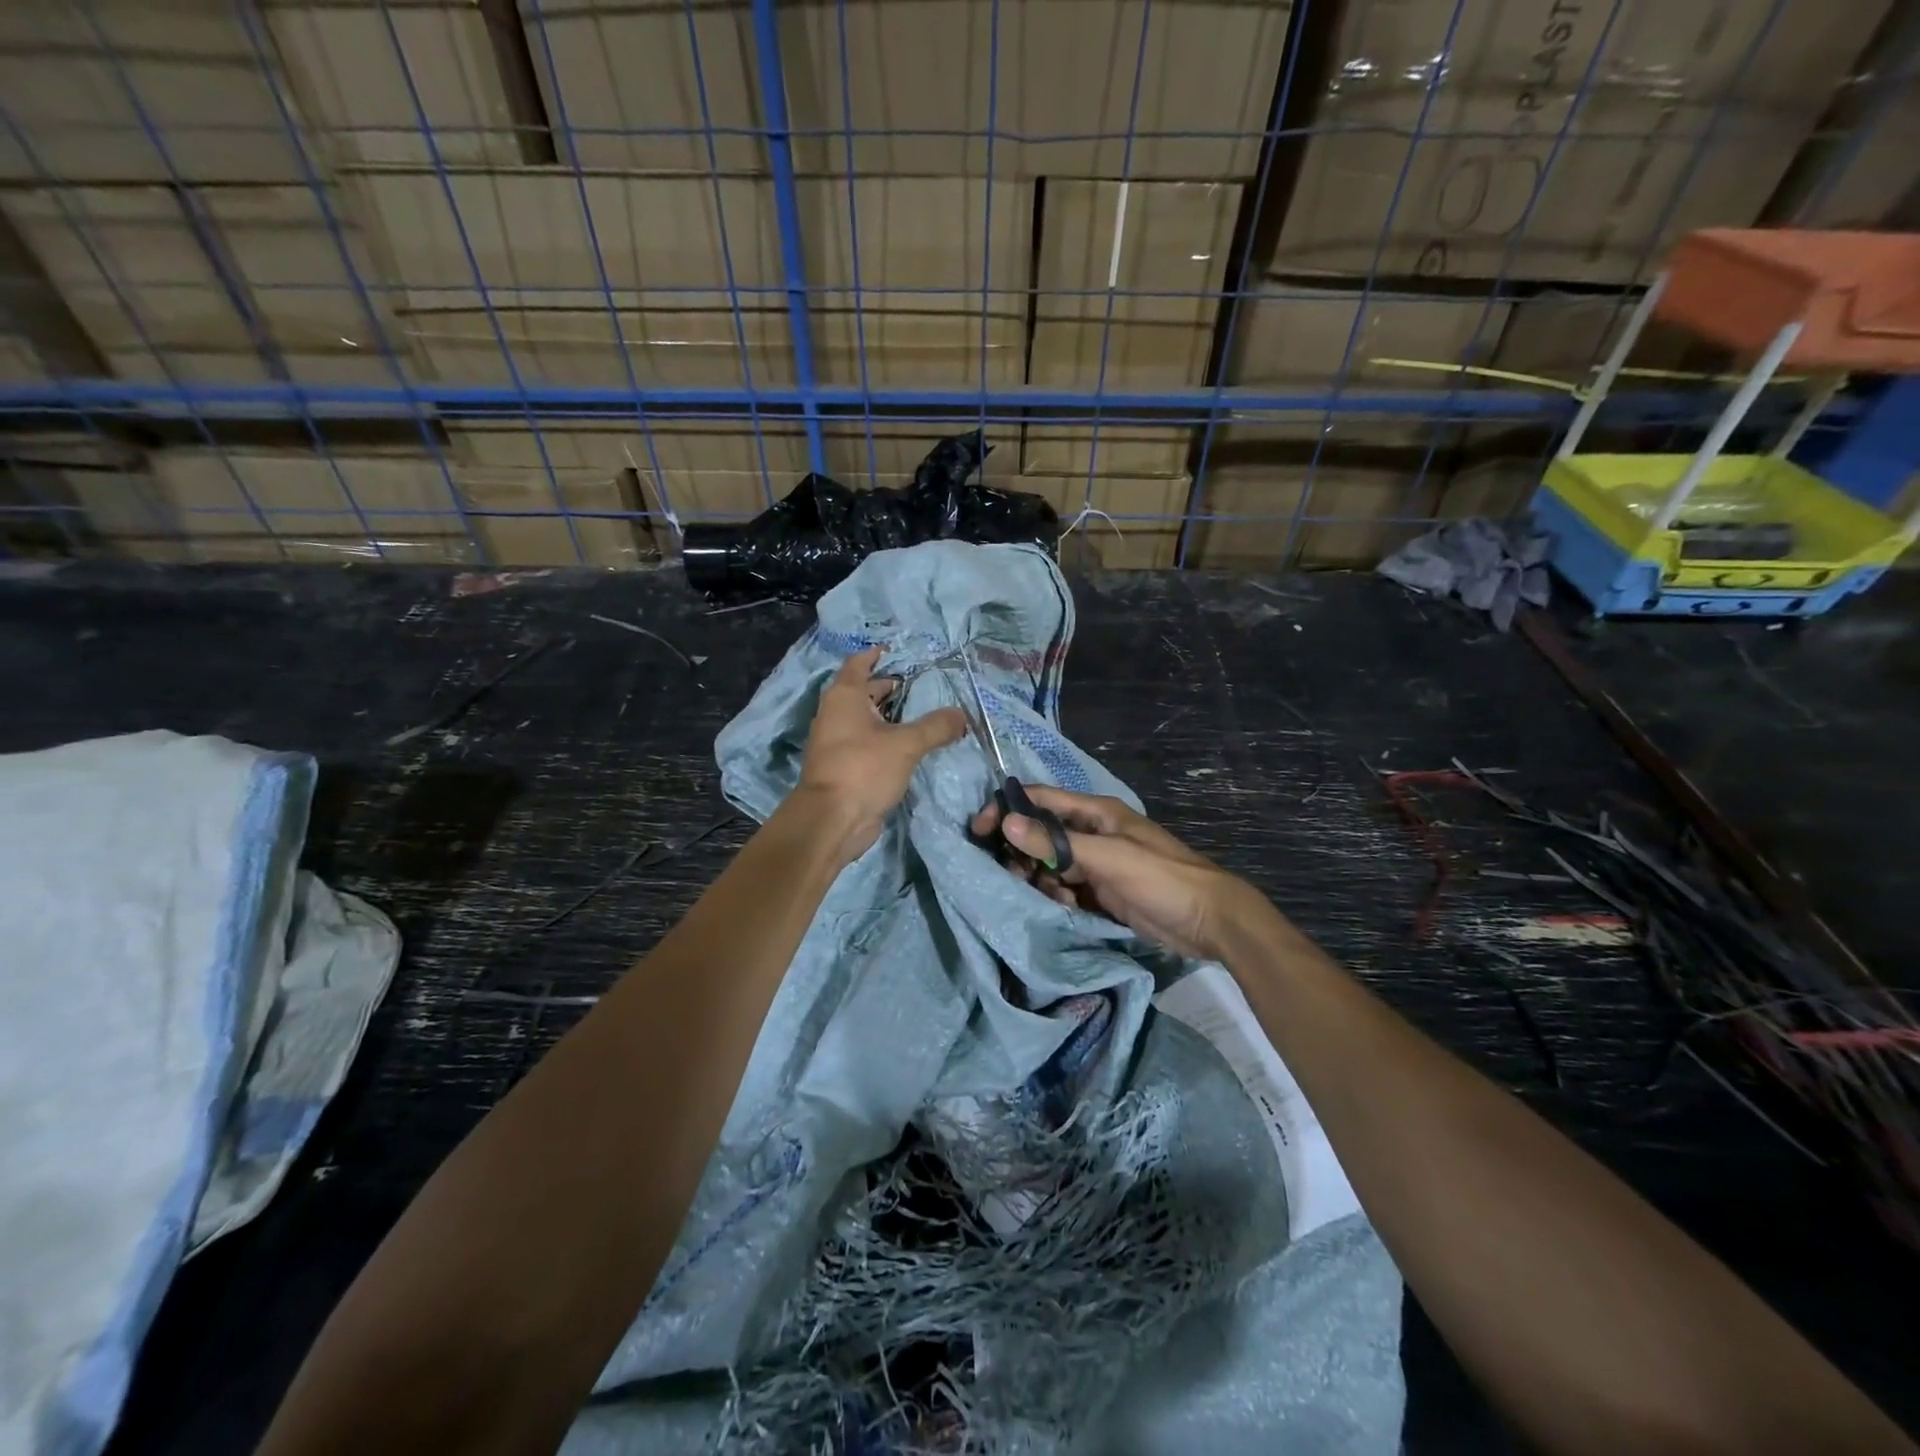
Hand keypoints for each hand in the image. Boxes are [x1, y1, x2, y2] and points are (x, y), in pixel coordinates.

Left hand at [797, 647, 965, 859]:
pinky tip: (908, 746)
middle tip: (919, 686)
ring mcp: (836, 742)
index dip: (876, 656)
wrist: (832, 820)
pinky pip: (867, 743)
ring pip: (865, 720)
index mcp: (844, 697)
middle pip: (862, 692)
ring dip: (888, 716)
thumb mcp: (906, 744)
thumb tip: (962, 714)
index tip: (895, 651)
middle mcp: (836, 715)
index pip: (858, 664)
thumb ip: (936, 726)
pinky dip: (885, 738)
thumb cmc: (863, 769)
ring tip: (920, 715)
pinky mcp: (843, 767)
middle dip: (888, 687)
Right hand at [970, 784, 1259, 959]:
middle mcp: (1091, 832)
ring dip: (1042, 880)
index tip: (979, 831)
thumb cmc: (1161, 878)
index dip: (1007, 810)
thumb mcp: (1110, 858)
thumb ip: (1057, 843)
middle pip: (1040, 834)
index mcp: (1094, 812)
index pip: (1039, 800)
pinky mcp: (1100, 890)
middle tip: (1018, 876)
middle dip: (1024, 853)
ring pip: (1049, 864)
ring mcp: (1096, 862)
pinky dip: (1059, 897)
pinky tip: (1069, 908)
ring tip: (1057, 897)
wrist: (1209, 921)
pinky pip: (1064, 888)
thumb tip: (1006, 822)